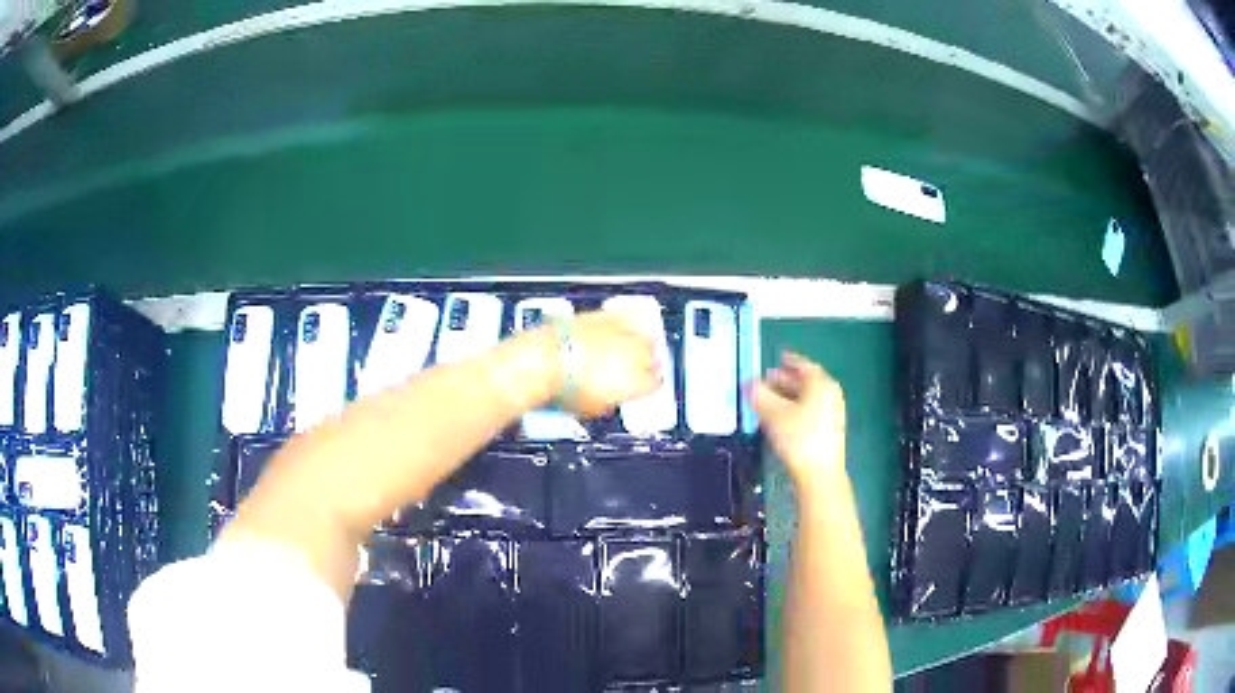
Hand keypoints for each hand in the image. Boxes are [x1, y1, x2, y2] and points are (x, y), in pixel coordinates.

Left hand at [553, 310, 661, 417]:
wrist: (545, 361)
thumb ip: (612, 400)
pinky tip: (625, 323)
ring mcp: (623, 332)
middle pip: (652, 357)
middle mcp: (637, 354)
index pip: (655, 384)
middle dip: (646, 364)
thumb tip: (609, 397)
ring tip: (632, 347)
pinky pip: (628, 315)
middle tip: (635, 370)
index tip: (640, 387)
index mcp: (638, 382)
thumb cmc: (564, 386)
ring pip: (644, 335)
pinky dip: (629, 320)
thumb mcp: (593, 408)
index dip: (647, 386)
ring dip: (640, 342)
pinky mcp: (606, 315)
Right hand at [753, 351, 846, 489]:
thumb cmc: (799, 438)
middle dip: (785, 380)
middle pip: (806, 381)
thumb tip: (749, 383)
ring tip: (769, 401)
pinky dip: (796, 409)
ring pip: (807, 398)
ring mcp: (832, 413)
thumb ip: (759, 395)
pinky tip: (781, 419)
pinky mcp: (829, 430)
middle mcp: (830, 394)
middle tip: (766, 381)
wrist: (820, 474)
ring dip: (788, 396)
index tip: (776, 358)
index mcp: (821, 384)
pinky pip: (810, 411)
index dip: (787, 361)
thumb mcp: (773, 413)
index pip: (803, 365)